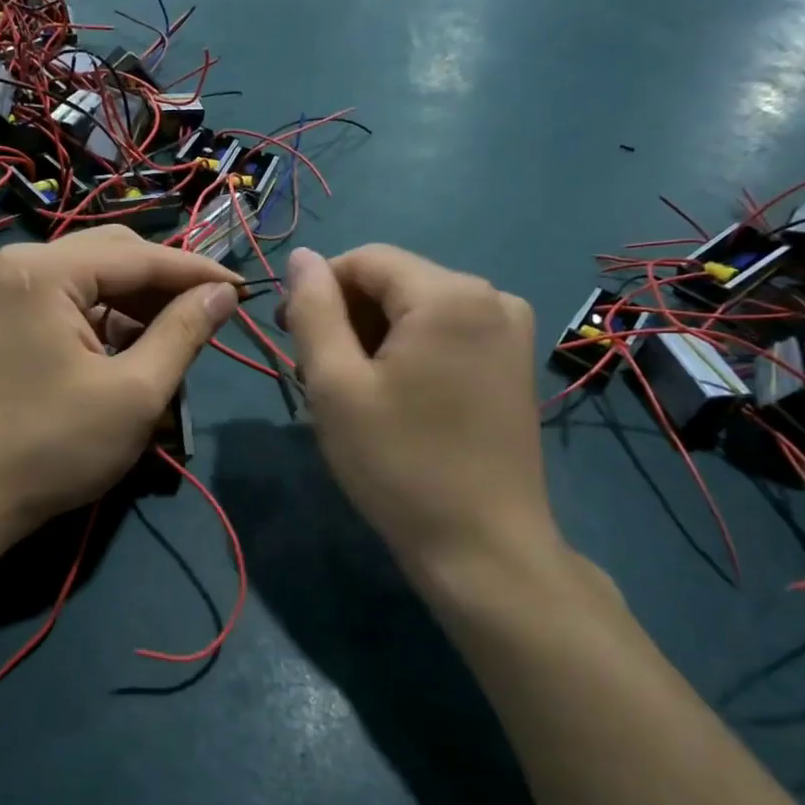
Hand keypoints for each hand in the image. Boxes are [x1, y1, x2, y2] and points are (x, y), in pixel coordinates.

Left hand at [0, 227, 239, 541]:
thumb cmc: (53, 446)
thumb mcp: (135, 393)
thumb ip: (183, 334)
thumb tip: (223, 295)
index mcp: (46, 271)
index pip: (140, 256)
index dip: (197, 273)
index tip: (242, 290)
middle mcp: (20, 262)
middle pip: (114, 253)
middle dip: (164, 284)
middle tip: (208, 315)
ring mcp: (7, 288)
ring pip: (93, 276)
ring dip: (137, 301)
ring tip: (174, 338)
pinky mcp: (5, 314)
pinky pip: (69, 298)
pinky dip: (106, 317)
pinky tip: (131, 346)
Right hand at [281, 245, 569, 601]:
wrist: (482, 547)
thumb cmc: (399, 465)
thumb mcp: (336, 386)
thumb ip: (313, 310)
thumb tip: (300, 257)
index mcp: (450, 294)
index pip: (366, 260)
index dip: (318, 289)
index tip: (289, 336)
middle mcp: (492, 296)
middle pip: (395, 282)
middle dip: (348, 317)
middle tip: (316, 375)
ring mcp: (511, 330)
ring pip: (419, 309)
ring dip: (375, 337)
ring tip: (353, 392)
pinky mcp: (515, 362)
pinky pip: (447, 333)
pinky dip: (410, 352)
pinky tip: (395, 397)